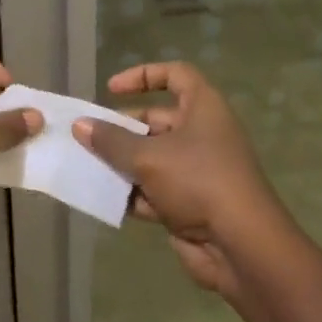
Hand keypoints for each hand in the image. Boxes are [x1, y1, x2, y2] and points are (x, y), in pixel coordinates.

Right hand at [75, 62, 288, 299]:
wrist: (241, 246)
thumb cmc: (198, 181)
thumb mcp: (149, 157)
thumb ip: (112, 141)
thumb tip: (80, 125)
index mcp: (203, 108)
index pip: (175, 75)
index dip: (143, 76)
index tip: (111, 89)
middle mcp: (202, 133)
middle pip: (156, 121)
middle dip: (122, 129)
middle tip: (88, 138)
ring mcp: (196, 170)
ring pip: (151, 158)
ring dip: (122, 163)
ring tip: (86, 167)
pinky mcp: (189, 203)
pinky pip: (154, 191)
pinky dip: (132, 193)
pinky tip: (103, 199)